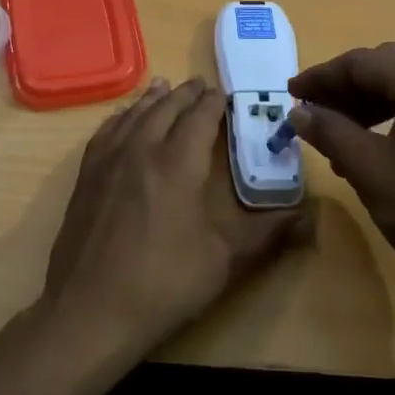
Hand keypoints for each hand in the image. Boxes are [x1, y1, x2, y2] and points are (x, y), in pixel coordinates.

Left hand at [42, 77, 312, 353]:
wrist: (90, 310)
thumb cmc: (164, 284)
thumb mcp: (224, 260)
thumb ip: (267, 233)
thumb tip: (309, 215)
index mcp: (178, 164)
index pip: (200, 118)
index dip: (214, 103)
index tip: (226, 93)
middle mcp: (141, 150)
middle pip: (166, 109)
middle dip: (186, 94)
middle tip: (200, 84)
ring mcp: (108, 161)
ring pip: (134, 115)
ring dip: (153, 99)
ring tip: (164, 86)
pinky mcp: (86, 177)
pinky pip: (105, 132)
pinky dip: (120, 117)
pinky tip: (122, 118)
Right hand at [287, 44, 394, 320]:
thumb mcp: (370, 170)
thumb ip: (330, 132)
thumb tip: (299, 112)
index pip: (365, 62)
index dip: (323, 76)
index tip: (290, 94)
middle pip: (387, 67)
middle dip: (344, 86)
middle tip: (310, 110)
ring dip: (366, 102)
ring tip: (334, 132)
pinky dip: (391, 115)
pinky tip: (369, 143)